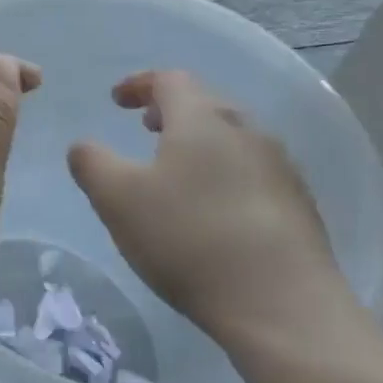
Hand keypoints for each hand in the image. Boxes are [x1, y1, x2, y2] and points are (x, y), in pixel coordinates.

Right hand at [67, 70, 352, 351]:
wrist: (280, 302)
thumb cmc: (187, 238)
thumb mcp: (117, 200)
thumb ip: (91, 163)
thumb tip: (83, 146)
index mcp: (202, 119)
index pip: (170, 80)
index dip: (139, 84)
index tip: (117, 100)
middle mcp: (247, 131)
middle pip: (207, 103)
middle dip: (172, 110)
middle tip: (146, 127)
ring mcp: (280, 167)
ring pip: (233, 138)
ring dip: (200, 142)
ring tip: (177, 169)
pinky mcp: (298, 204)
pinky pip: (253, 171)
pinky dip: (225, 173)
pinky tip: (214, 209)